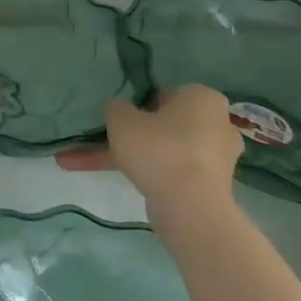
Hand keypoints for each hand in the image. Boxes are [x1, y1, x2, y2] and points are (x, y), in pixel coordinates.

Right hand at [56, 85, 242, 225]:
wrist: (190, 208)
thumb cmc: (158, 148)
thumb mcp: (120, 117)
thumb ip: (116, 107)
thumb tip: (120, 109)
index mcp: (202, 98)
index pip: (165, 92)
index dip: (138, 101)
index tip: (118, 113)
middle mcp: (216, 124)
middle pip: (165, 123)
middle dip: (132, 132)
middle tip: (103, 135)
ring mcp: (214, 158)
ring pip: (162, 149)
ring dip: (128, 155)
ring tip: (84, 161)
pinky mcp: (209, 186)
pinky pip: (169, 170)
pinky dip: (143, 173)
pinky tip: (112, 177)